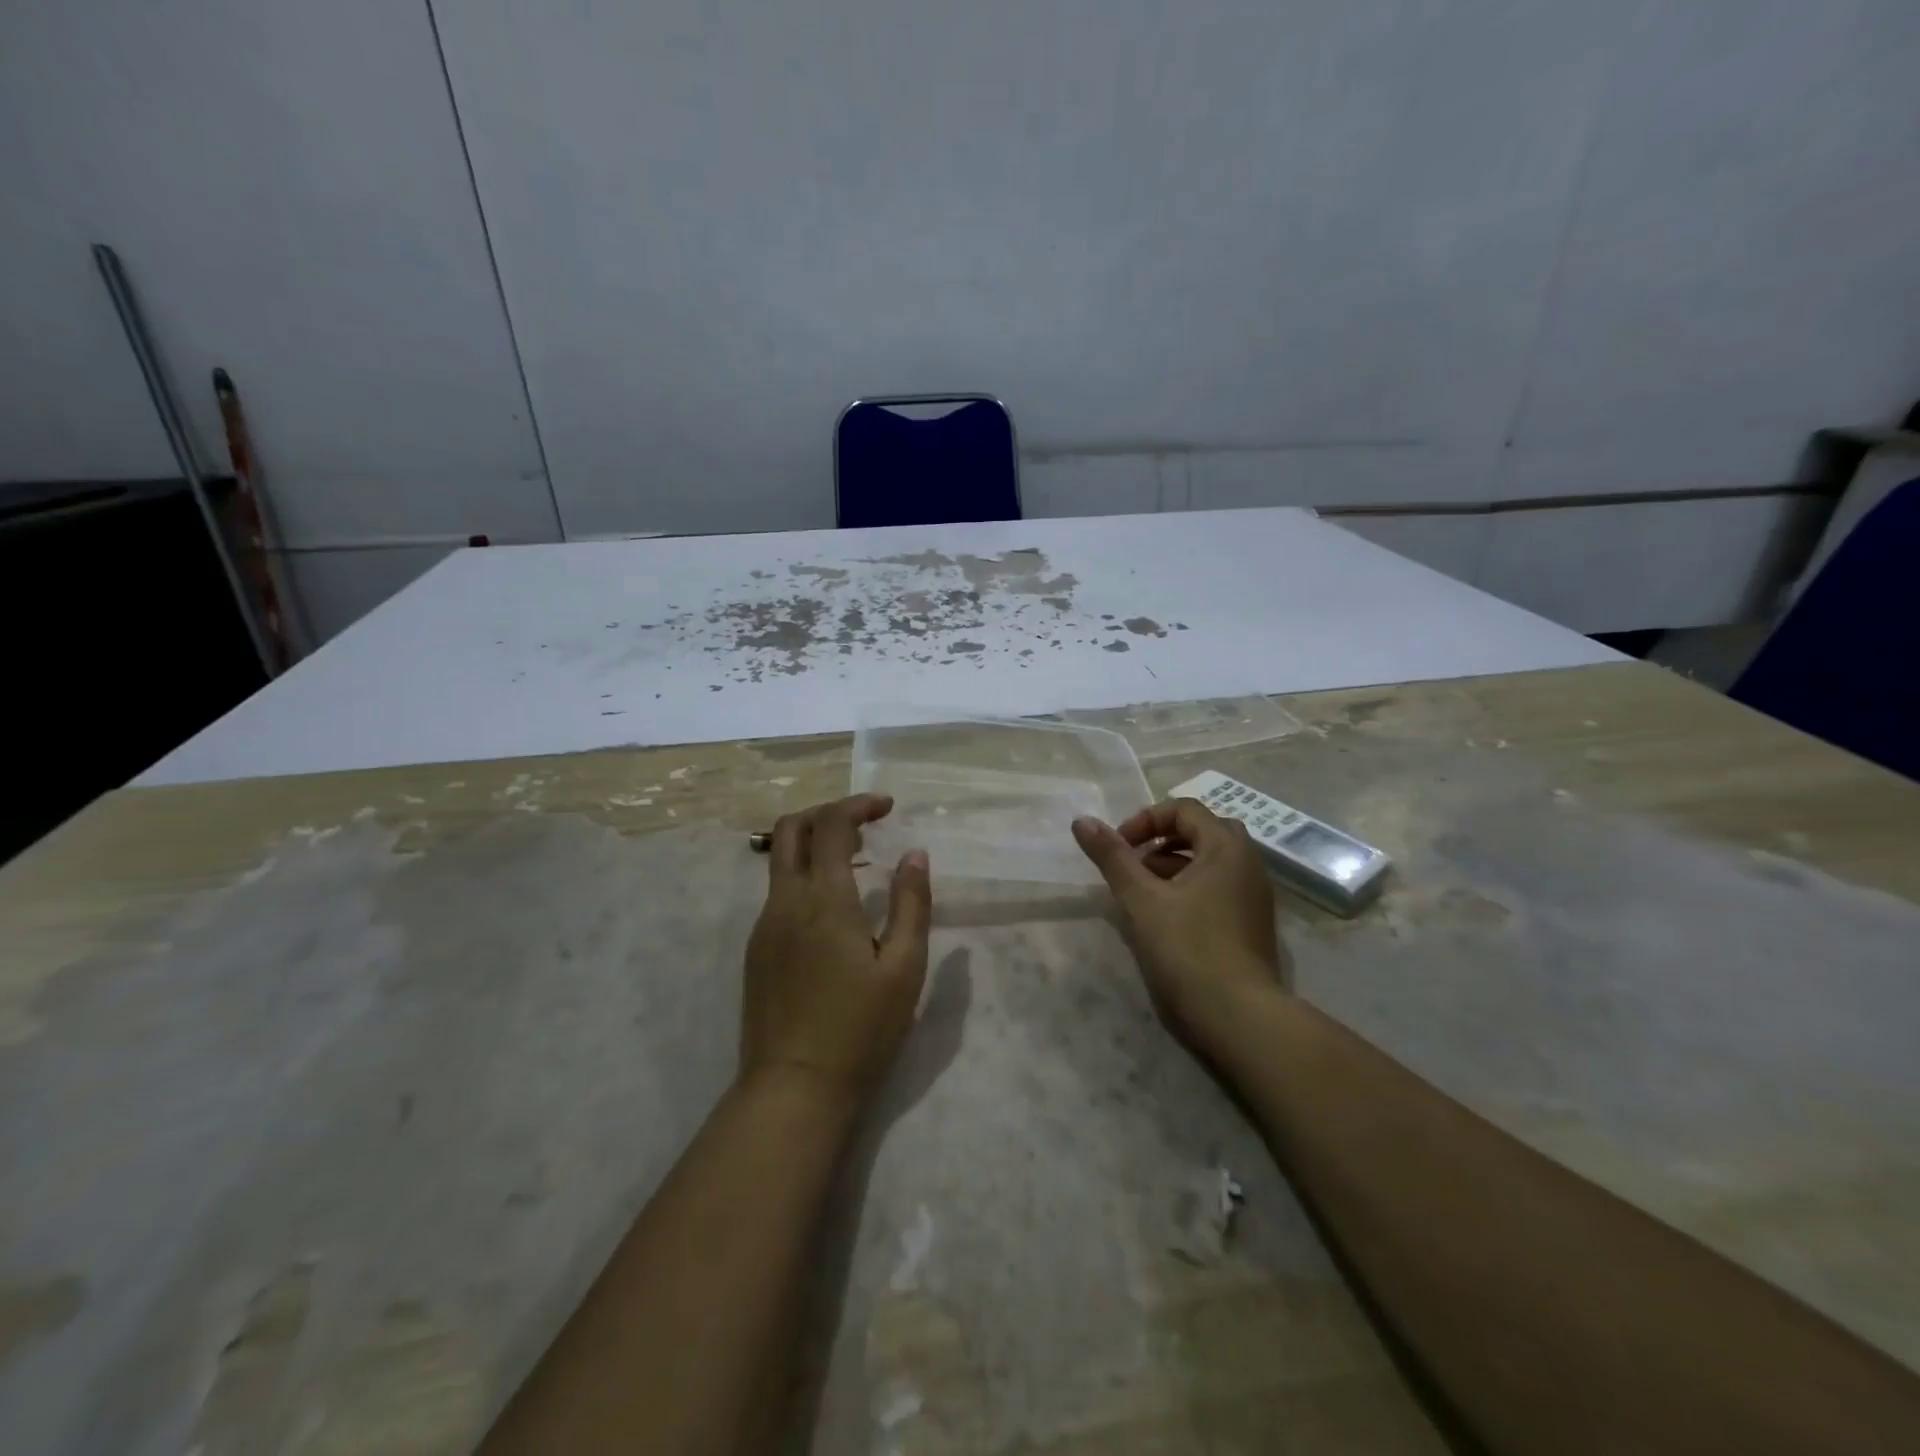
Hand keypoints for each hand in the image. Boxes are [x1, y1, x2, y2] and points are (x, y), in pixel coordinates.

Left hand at [741, 794, 932, 1107]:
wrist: (793, 1089)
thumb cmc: (860, 1030)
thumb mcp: (904, 969)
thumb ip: (912, 904)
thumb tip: (915, 854)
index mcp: (824, 900)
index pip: (832, 825)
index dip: (859, 805)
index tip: (888, 807)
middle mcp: (785, 902)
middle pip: (791, 828)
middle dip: (827, 813)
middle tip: (865, 824)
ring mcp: (764, 926)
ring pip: (779, 859)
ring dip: (815, 844)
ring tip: (858, 863)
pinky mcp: (756, 949)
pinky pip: (778, 892)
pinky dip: (805, 876)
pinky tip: (834, 908)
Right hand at [1072, 798, 1288, 1047]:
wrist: (1240, 1017)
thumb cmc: (1188, 948)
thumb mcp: (1141, 900)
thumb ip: (1112, 857)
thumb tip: (1082, 821)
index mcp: (1226, 847)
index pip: (1184, 810)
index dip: (1146, 820)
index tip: (1120, 848)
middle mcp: (1248, 863)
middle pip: (1201, 831)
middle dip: (1162, 841)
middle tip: (1134, 863)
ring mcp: (1254, 896)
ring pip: (1210, 862)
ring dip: (1173, 865)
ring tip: (1142, 893)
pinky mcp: (1251, 924)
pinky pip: (1218, 888)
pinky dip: (1190, 888)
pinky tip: (1165, 918)